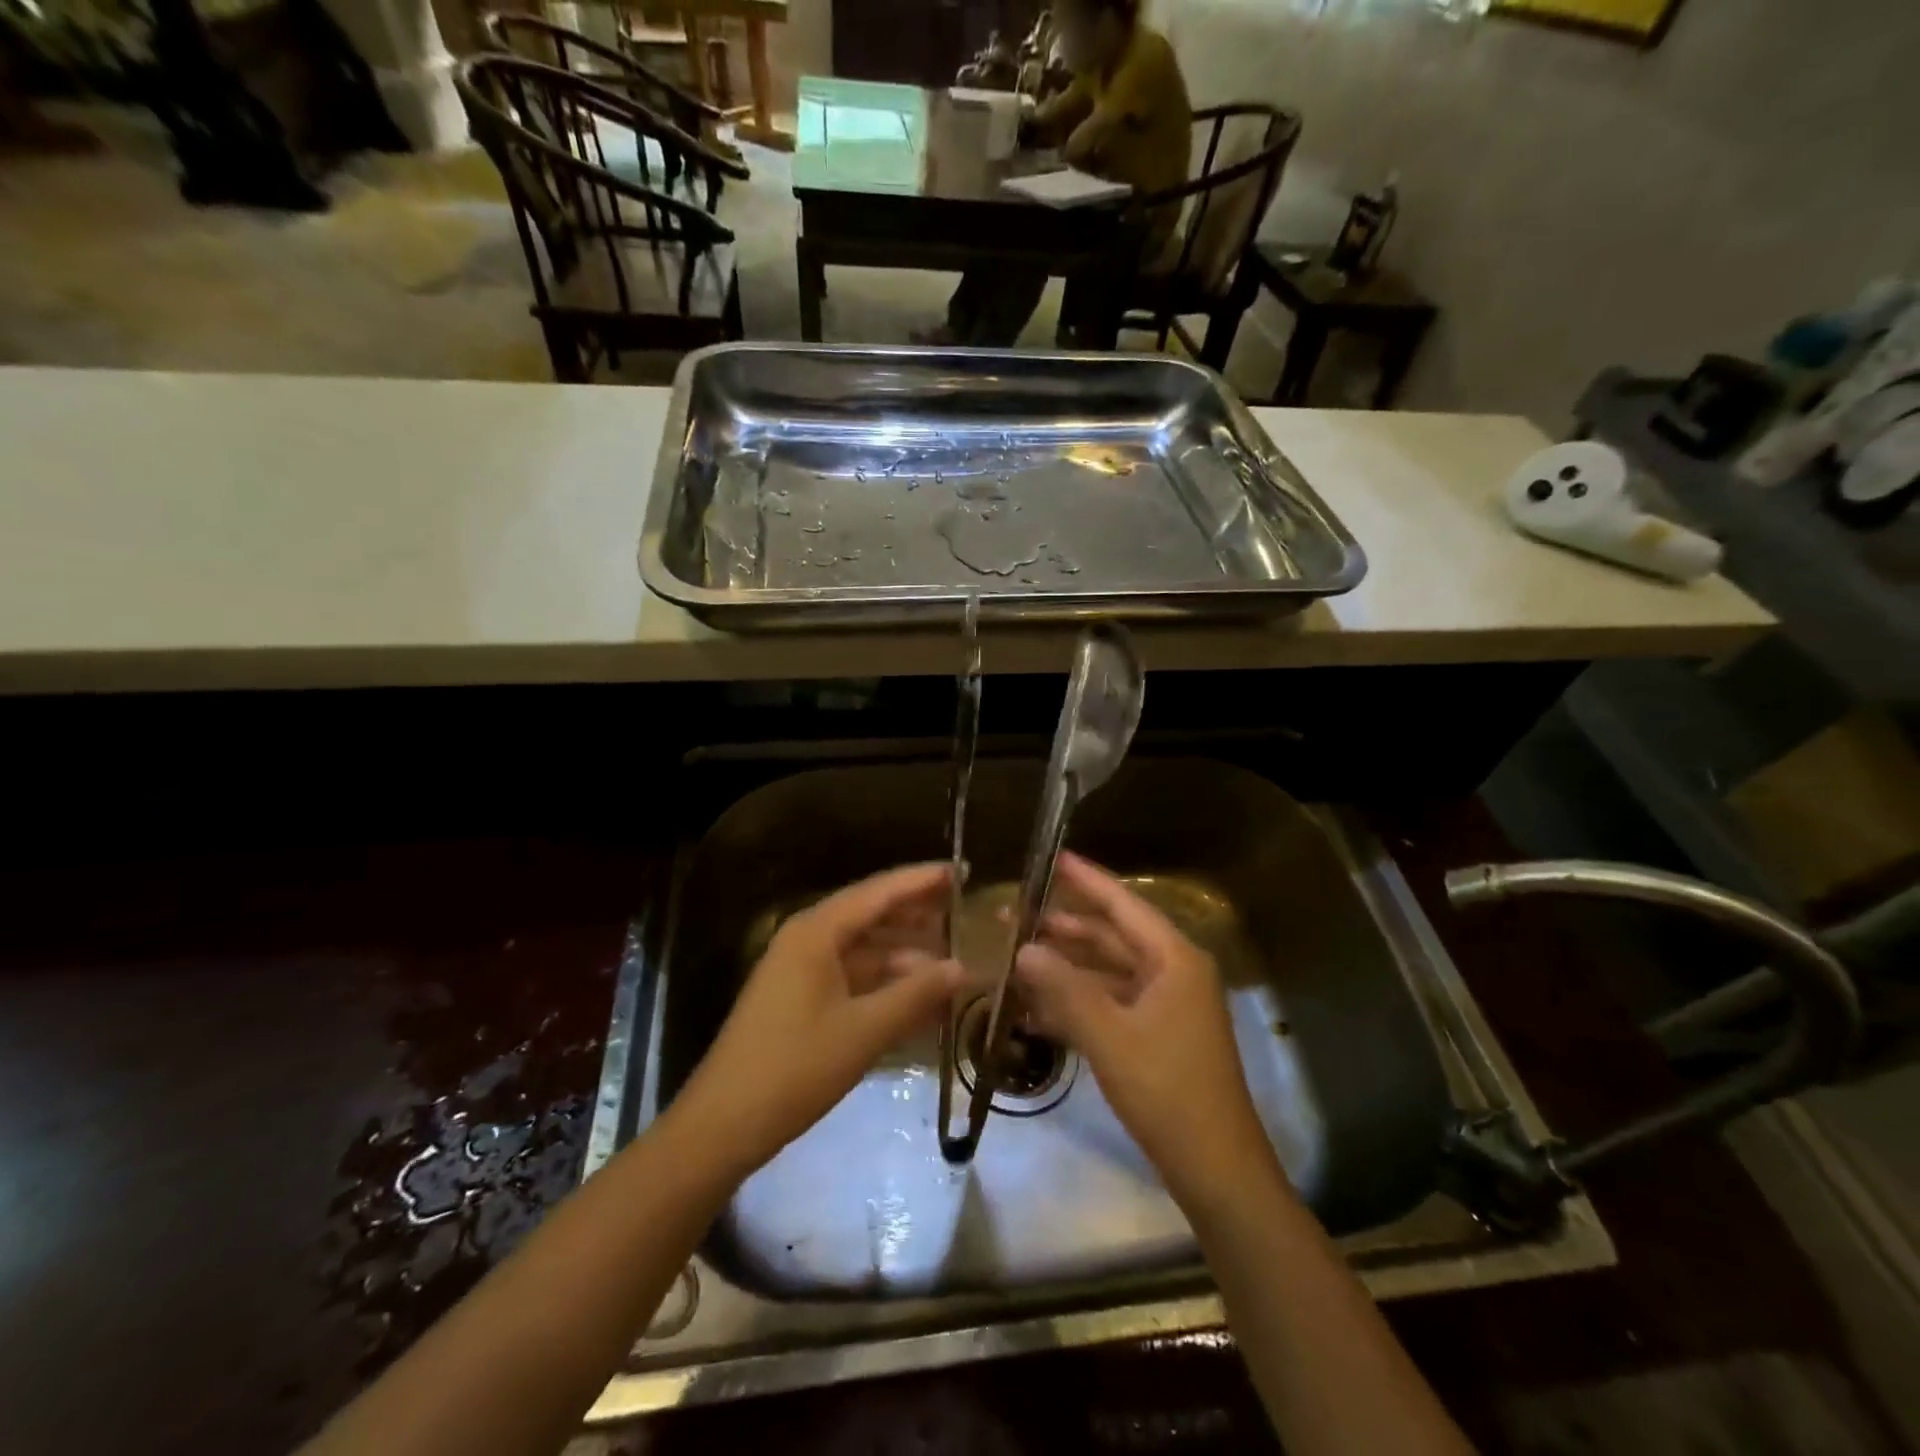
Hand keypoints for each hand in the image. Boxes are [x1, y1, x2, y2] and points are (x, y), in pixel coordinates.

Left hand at [673, 863, 963, 1177]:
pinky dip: (885, 981)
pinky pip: (852, 975)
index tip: (961, 869)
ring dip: (905, 952)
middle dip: (917, 912)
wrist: (723, 1124)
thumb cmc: (795, 1068)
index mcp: (817, 931)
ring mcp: (801, 968)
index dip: (921, 880)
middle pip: (871, 913)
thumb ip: (916, 994)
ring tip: (952, 956)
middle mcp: (807, 938)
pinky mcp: (800, 997)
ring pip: (864, 947)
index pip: (879, 891)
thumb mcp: (864, 1031)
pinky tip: (919, 995)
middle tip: (964, 909)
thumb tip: (962, 967)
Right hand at [1015, 852, 1273, 1203]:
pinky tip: (1038, 1003)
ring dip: (1066, 964)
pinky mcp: (1156, 1035)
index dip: (1087, 880)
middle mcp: (1172, 972)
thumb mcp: (1109, 1037)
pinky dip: (1077, 1000)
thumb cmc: (1167, 1091)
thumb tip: (1023, 948)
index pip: (1124, 905)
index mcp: (1173, 960)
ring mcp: (1166, 1006)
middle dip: (1064, 926)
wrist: (1217, 1169)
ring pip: (1108, 971)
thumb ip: (1064, 989)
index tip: (1053, 856)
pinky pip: (1111, 1003)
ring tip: (1017, 954)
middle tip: (1014, 913)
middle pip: (1112, 936)